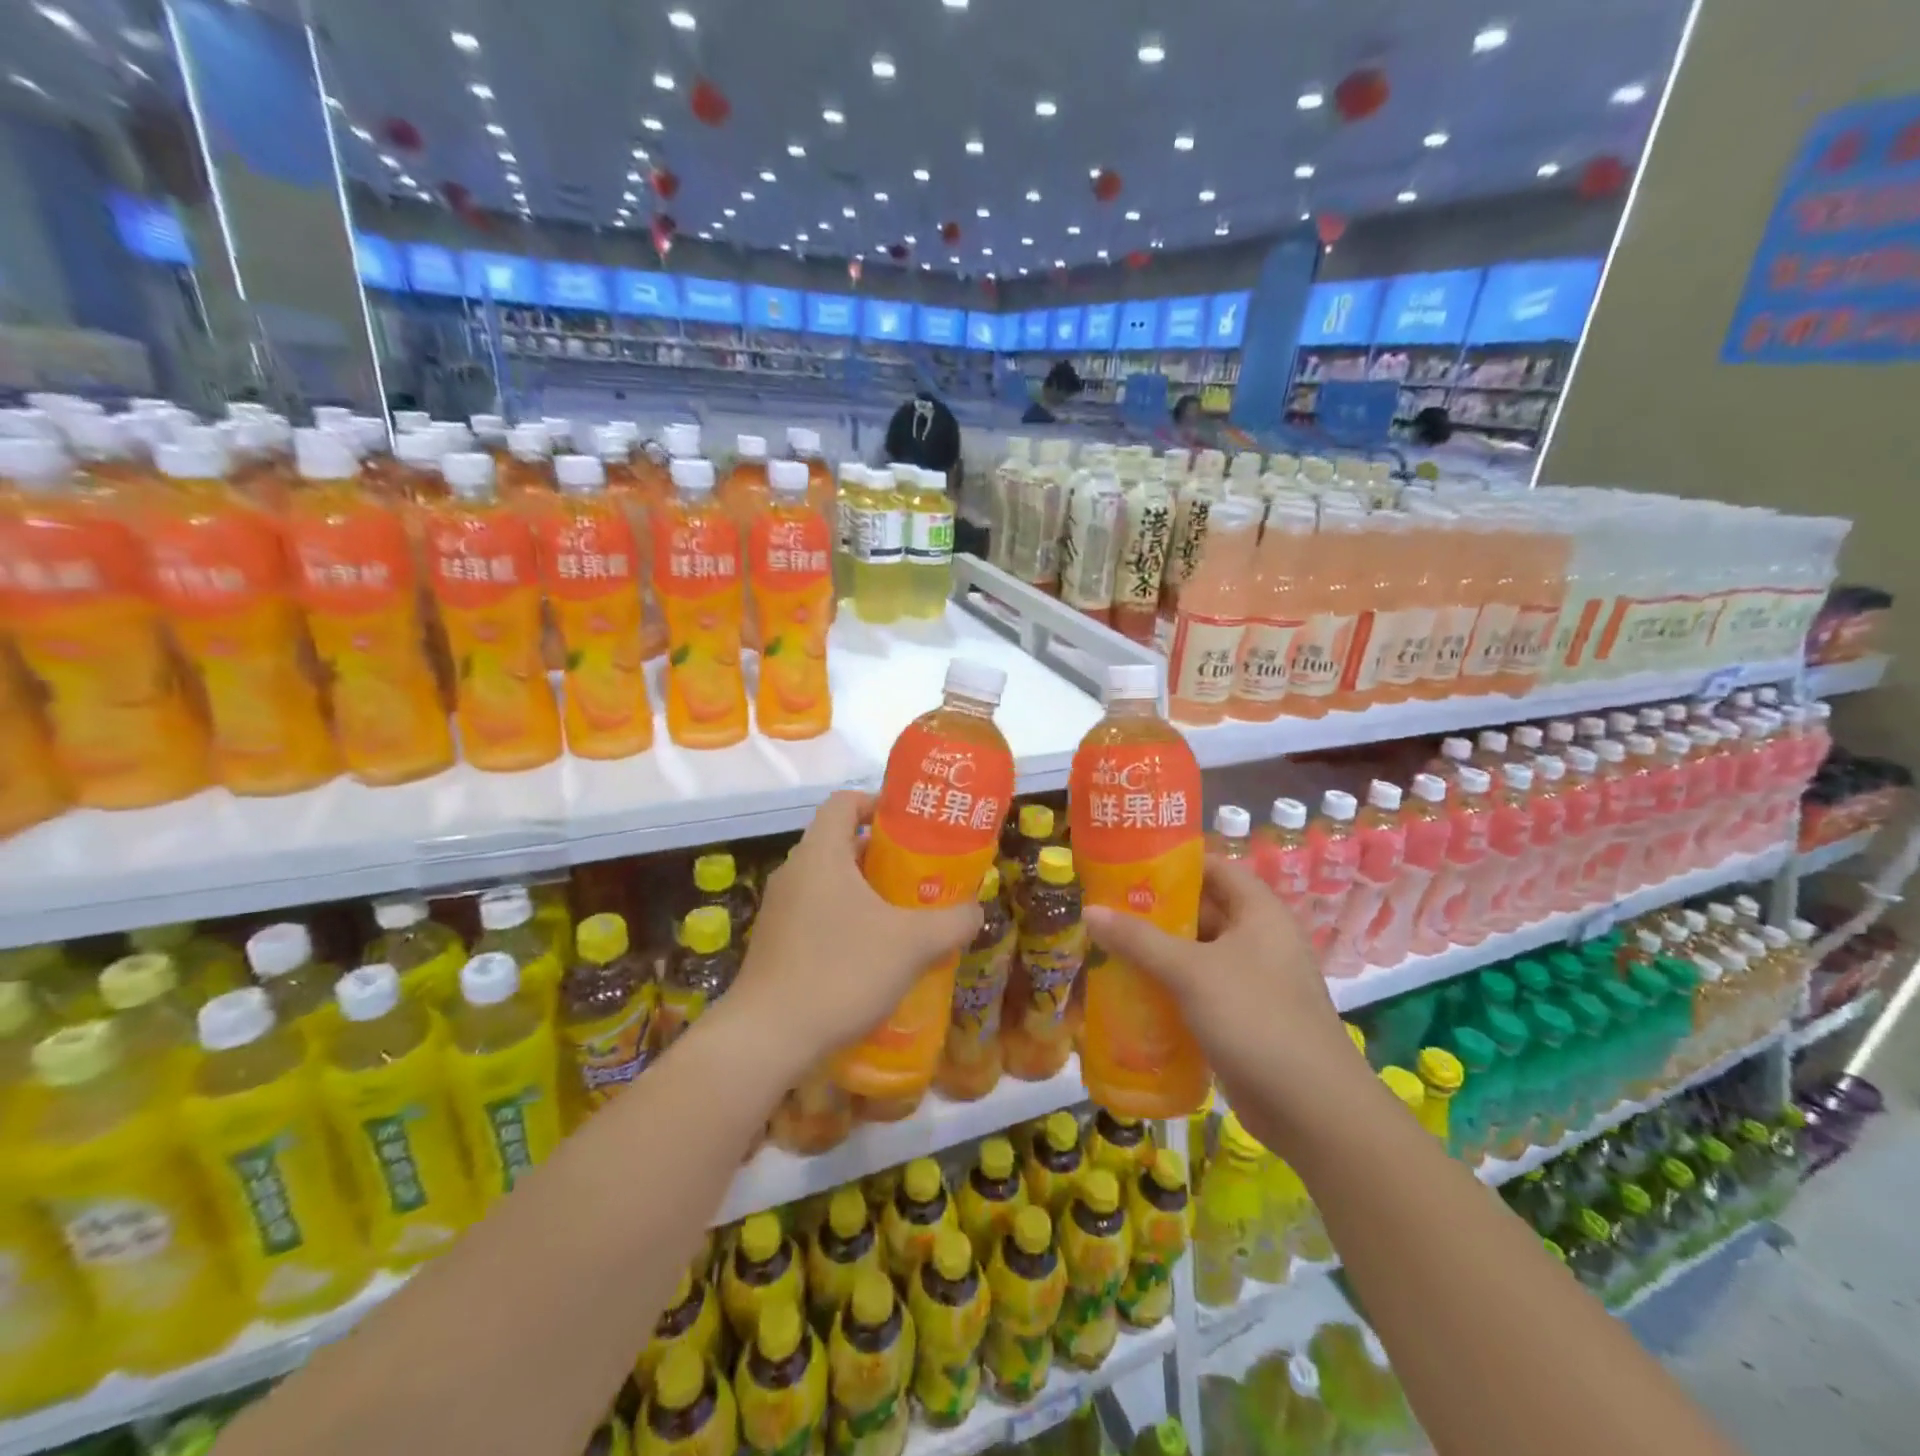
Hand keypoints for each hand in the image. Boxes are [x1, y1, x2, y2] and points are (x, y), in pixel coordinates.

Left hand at [729, 790, 982, 1069]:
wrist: (767, 1038)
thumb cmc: (841, 972)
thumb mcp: (912, 944)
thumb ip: (952, 922)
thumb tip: (975, 911)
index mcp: (821, 854)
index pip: (844, 802)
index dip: (878, 804)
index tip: (911, 827)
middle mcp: (795, 872)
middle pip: (841, 843)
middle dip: (884, 856)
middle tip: (921, 876)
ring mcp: (780, 909)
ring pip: (831, 883)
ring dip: (868, 893)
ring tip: (905, 917)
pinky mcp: (775, 943)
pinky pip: (818, 914)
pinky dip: (847, 921)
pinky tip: (874, 956)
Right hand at [1083, 856, 1365, 1140]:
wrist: (1312, 1109)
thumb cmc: (1255, 1018)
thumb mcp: (1191, 972)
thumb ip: (1139, 939)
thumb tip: (1089, 911)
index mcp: (1259, 913)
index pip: (1214, 869)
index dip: (1173, 864)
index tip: (1127, 866)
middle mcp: (1259, 940)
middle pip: (1201, 912)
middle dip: (1155, 913)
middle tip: (1105, 911)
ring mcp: (1252, 982)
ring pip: (1196, 955)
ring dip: (1157, 954)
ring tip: (1106, 949)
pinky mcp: (1243, 1019)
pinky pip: (1198, 991)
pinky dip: (1168, 989)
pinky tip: (1130, 994)